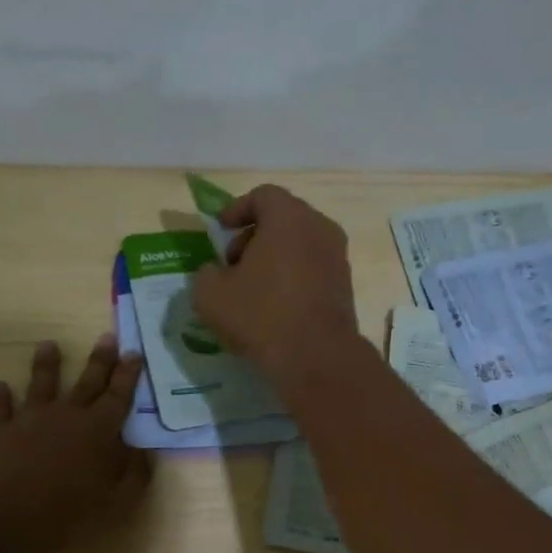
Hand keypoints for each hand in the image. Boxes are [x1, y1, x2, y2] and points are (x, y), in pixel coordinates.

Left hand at [0, 336, 151, 552]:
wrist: (4, 521)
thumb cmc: (69, 514)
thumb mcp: (118, 501)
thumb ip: (135, 473)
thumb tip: (143, 449)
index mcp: (99, 429)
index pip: (120, 395)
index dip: (129, 374)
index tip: (135, 353)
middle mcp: (66, 415)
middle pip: (87, 381)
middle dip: (100, 359)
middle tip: (107, 337)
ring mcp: (29, 420)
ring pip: (41, 383)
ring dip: (46, 364)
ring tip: (48, 344)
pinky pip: (0, 408)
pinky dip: (0, 396)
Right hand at [191, 184, 358, 383]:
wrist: (317, 356)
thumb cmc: (261, 316)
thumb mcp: (210, 295)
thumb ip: (206, 274)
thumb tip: (215, 272)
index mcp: (289, 218)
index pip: (263, 196)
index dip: (237, 209)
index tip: (221, 229)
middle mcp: (320, 229)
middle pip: (284, 219)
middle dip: (254, 236)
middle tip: (233, 263)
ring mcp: (338, 258)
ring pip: (300, 245)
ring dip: (274, 259)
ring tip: (252, 289)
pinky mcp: (345, 287)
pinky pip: (313, 269)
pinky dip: (293, 277)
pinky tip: (275, 307)